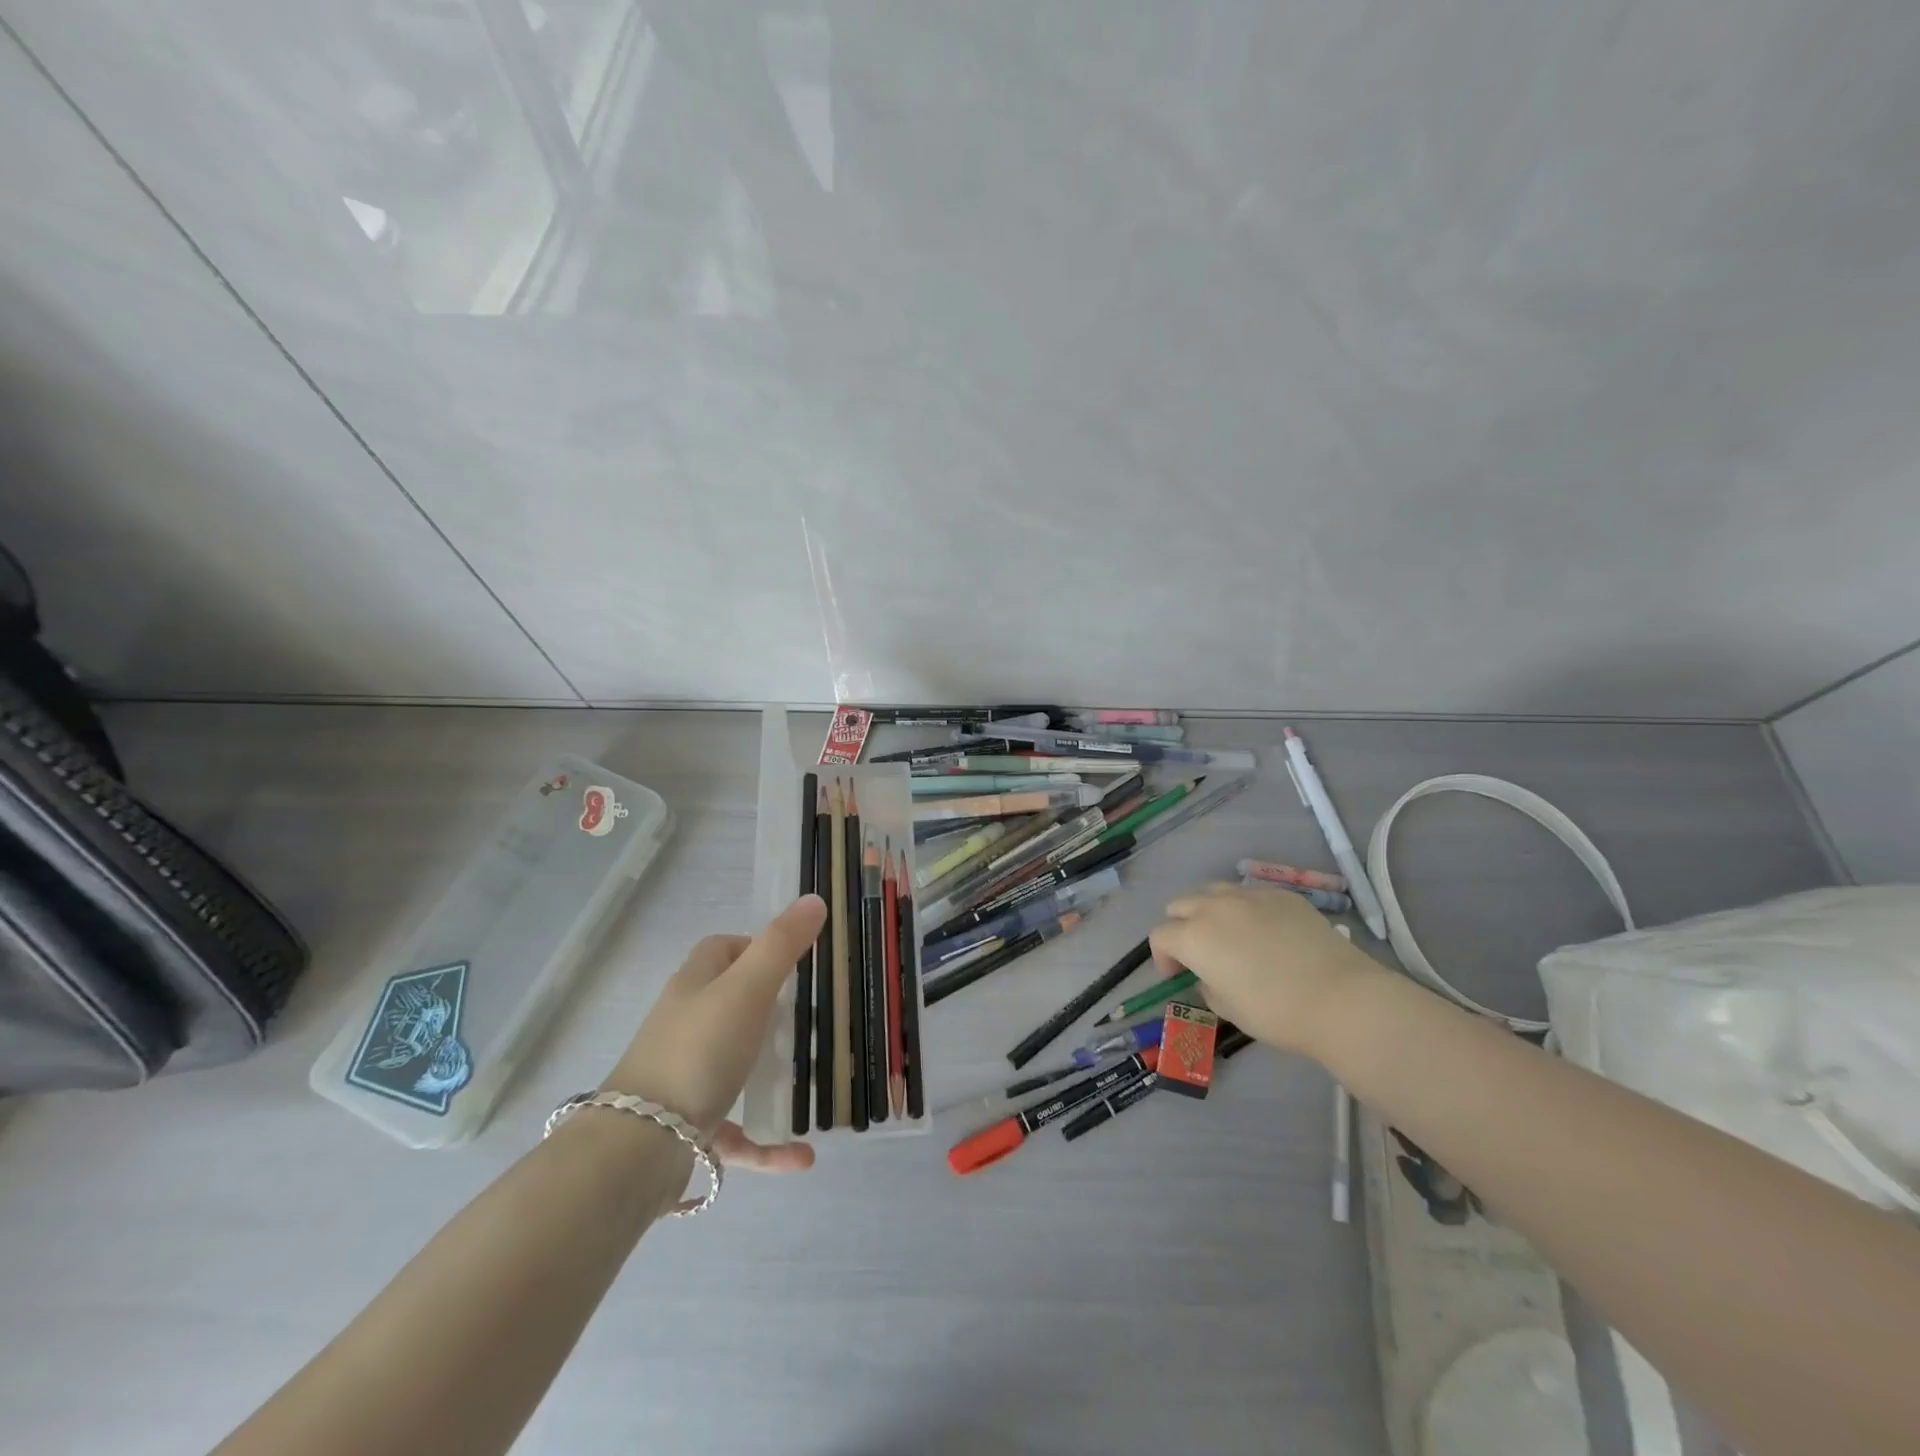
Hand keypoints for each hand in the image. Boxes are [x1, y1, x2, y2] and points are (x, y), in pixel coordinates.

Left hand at [603, 894, 827, 1172]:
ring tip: (811, 1081)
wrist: (638, 1149)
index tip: (794, 960)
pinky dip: (768, 1143)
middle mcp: (685, 1025)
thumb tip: (814, 899)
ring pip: (733, 1066)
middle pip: (728, 1004)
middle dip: (768, 1009)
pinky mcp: (688, 1129)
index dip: (755, 946)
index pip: (721, 949)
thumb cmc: (698, 1052)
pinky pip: (736, 1131)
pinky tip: (802, 1157)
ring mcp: (685, 1078)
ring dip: (771, 1075)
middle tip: (810, 1017)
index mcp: (695, 986)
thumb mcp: (747, 989)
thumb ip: (781, 945)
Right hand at [1148, 882, 1385, 1058]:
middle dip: (1182, 927)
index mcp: (1193, 936)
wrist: (1340, 998)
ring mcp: (1250, 895)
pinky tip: (1268, 933)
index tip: (1177, 975)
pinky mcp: (1282, 894)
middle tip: (1200, 954)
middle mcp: (1214, 907)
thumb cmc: (1276, 1012)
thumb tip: (1210, 976)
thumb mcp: (1228, 1009)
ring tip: (1230, 936)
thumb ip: (1208, 986)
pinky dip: (1247, 910)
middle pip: (1180, 905)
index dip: (1163, 957)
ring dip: (1210, 912)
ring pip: (1214, 892)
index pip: (1160, 936)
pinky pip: (1251, 894)